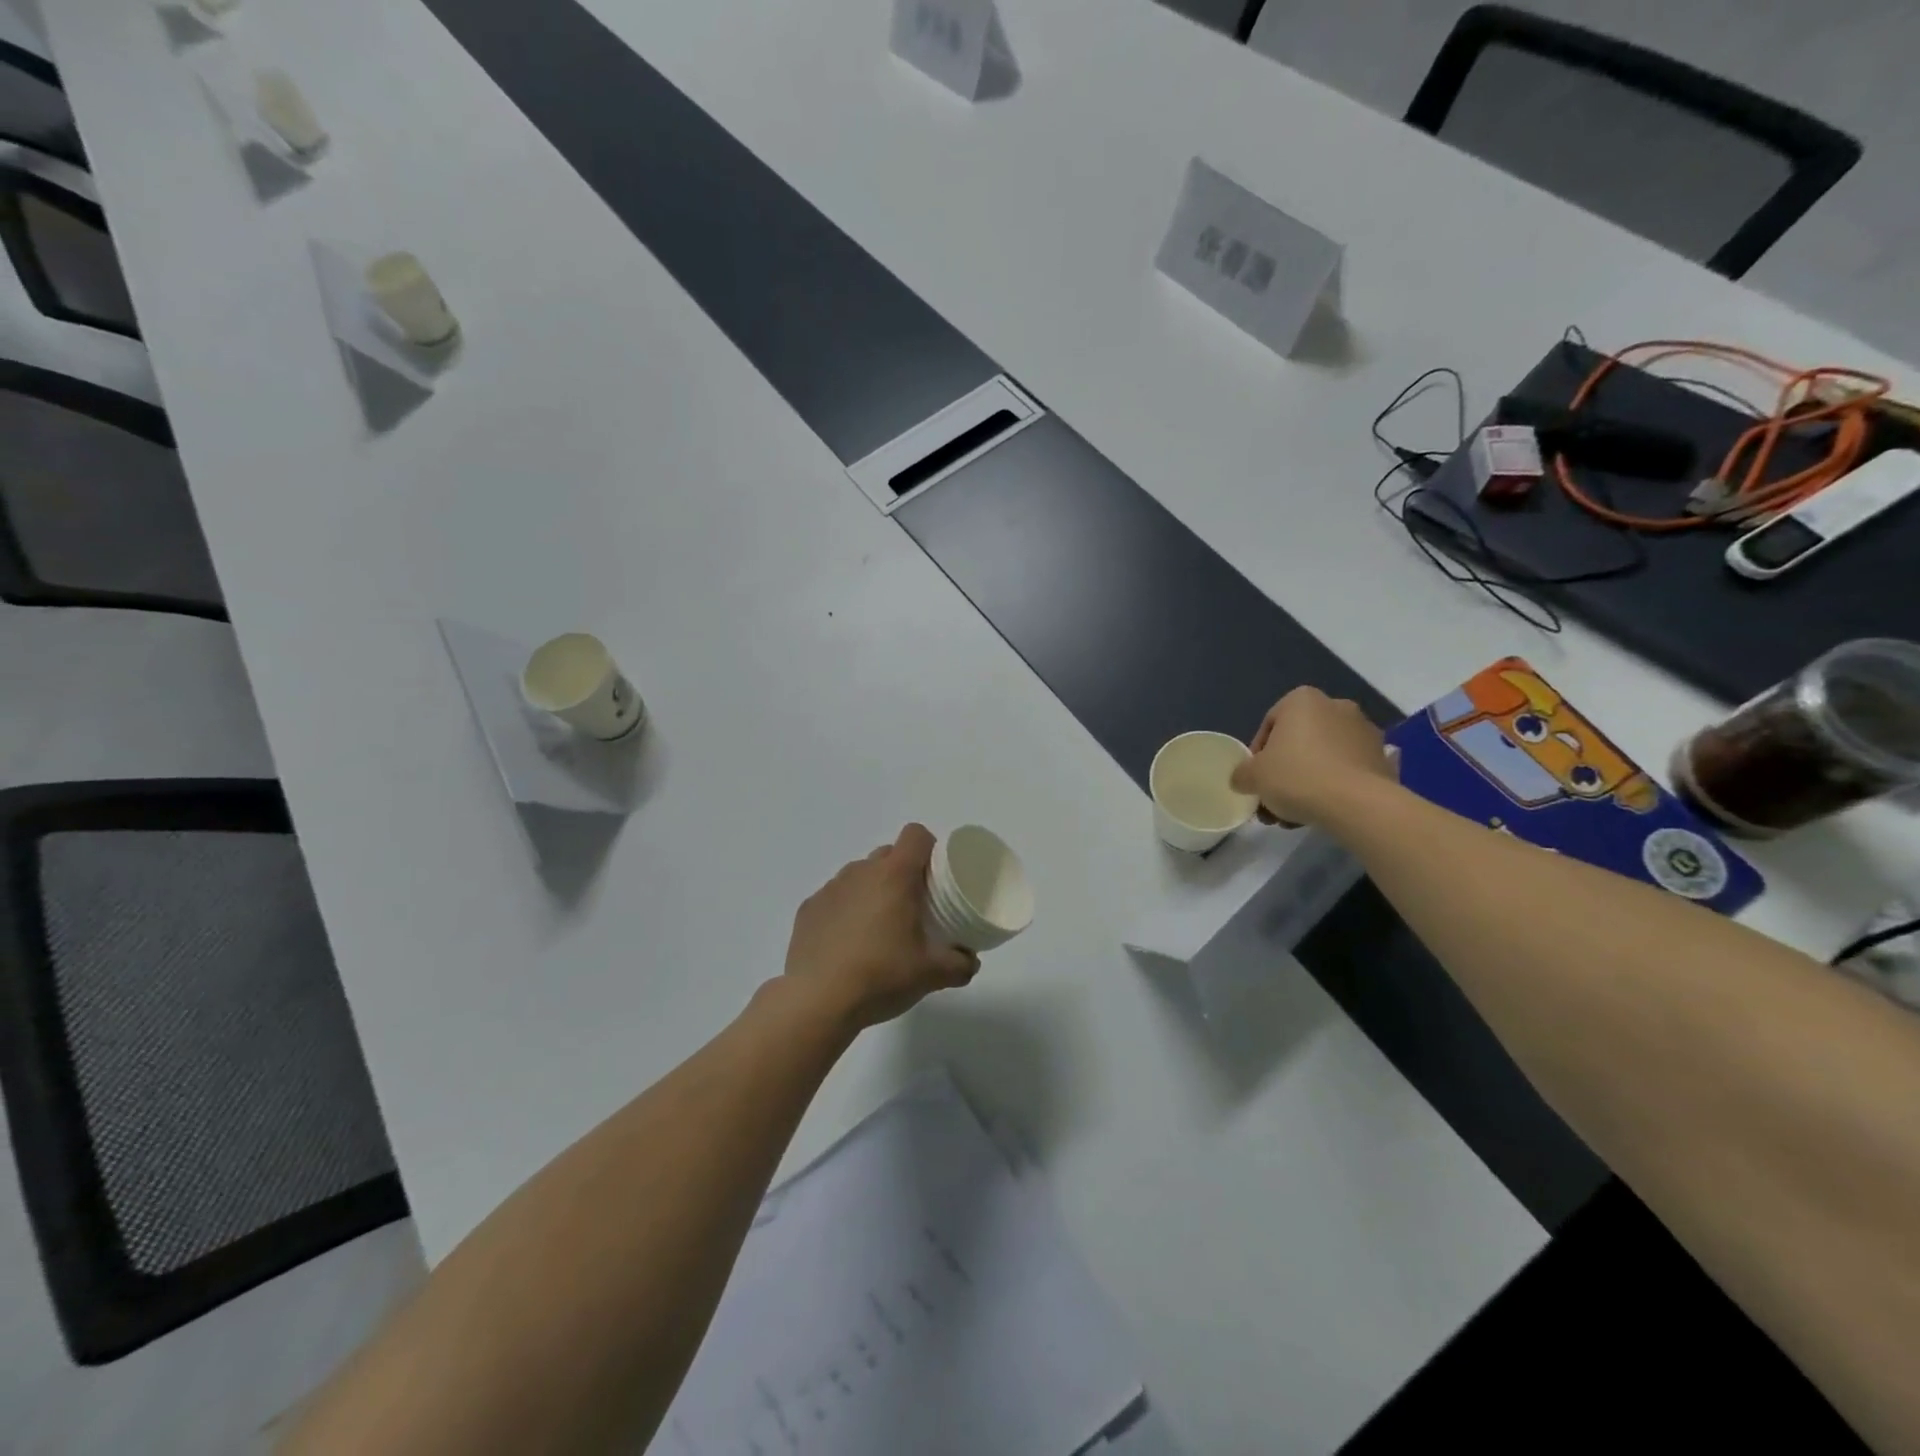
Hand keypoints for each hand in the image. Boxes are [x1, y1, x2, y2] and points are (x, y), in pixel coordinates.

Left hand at [784, 824, 979, 1030]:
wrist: (818, 1001)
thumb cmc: (881, 976)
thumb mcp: (932, 974)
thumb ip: (960, 964)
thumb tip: (971, 961)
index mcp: (894, 876)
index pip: (915, 835)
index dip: (929, 848)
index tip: (936, 875)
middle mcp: (860, 872)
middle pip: (888, 854)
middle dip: (902, 872)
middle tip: (913, 906)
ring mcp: (830, 888)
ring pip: (859, 875)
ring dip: (872, 890)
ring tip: (879, 927)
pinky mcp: (808, 909)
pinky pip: (835, 897)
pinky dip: (845, 910)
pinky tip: (847, 943)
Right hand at [1230, 687, 1397, 826]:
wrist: (1357, 804)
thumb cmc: (1297, 776)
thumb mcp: (1253, 776)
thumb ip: (1242, 774)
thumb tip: (1242, 778)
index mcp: (1302, 700)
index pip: (1269, 725)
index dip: (1258, 755)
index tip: (1256, 779)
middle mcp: (1336, 706)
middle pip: (1299, 741)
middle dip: (1285, 769)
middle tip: (1274, 798)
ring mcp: (1365, 731)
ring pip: (1324, 756)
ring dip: (1308, 780)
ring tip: (1296, 814)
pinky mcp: (1383, 757)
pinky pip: (1349, 770)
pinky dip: (1336, 785)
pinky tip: (1325, 810)